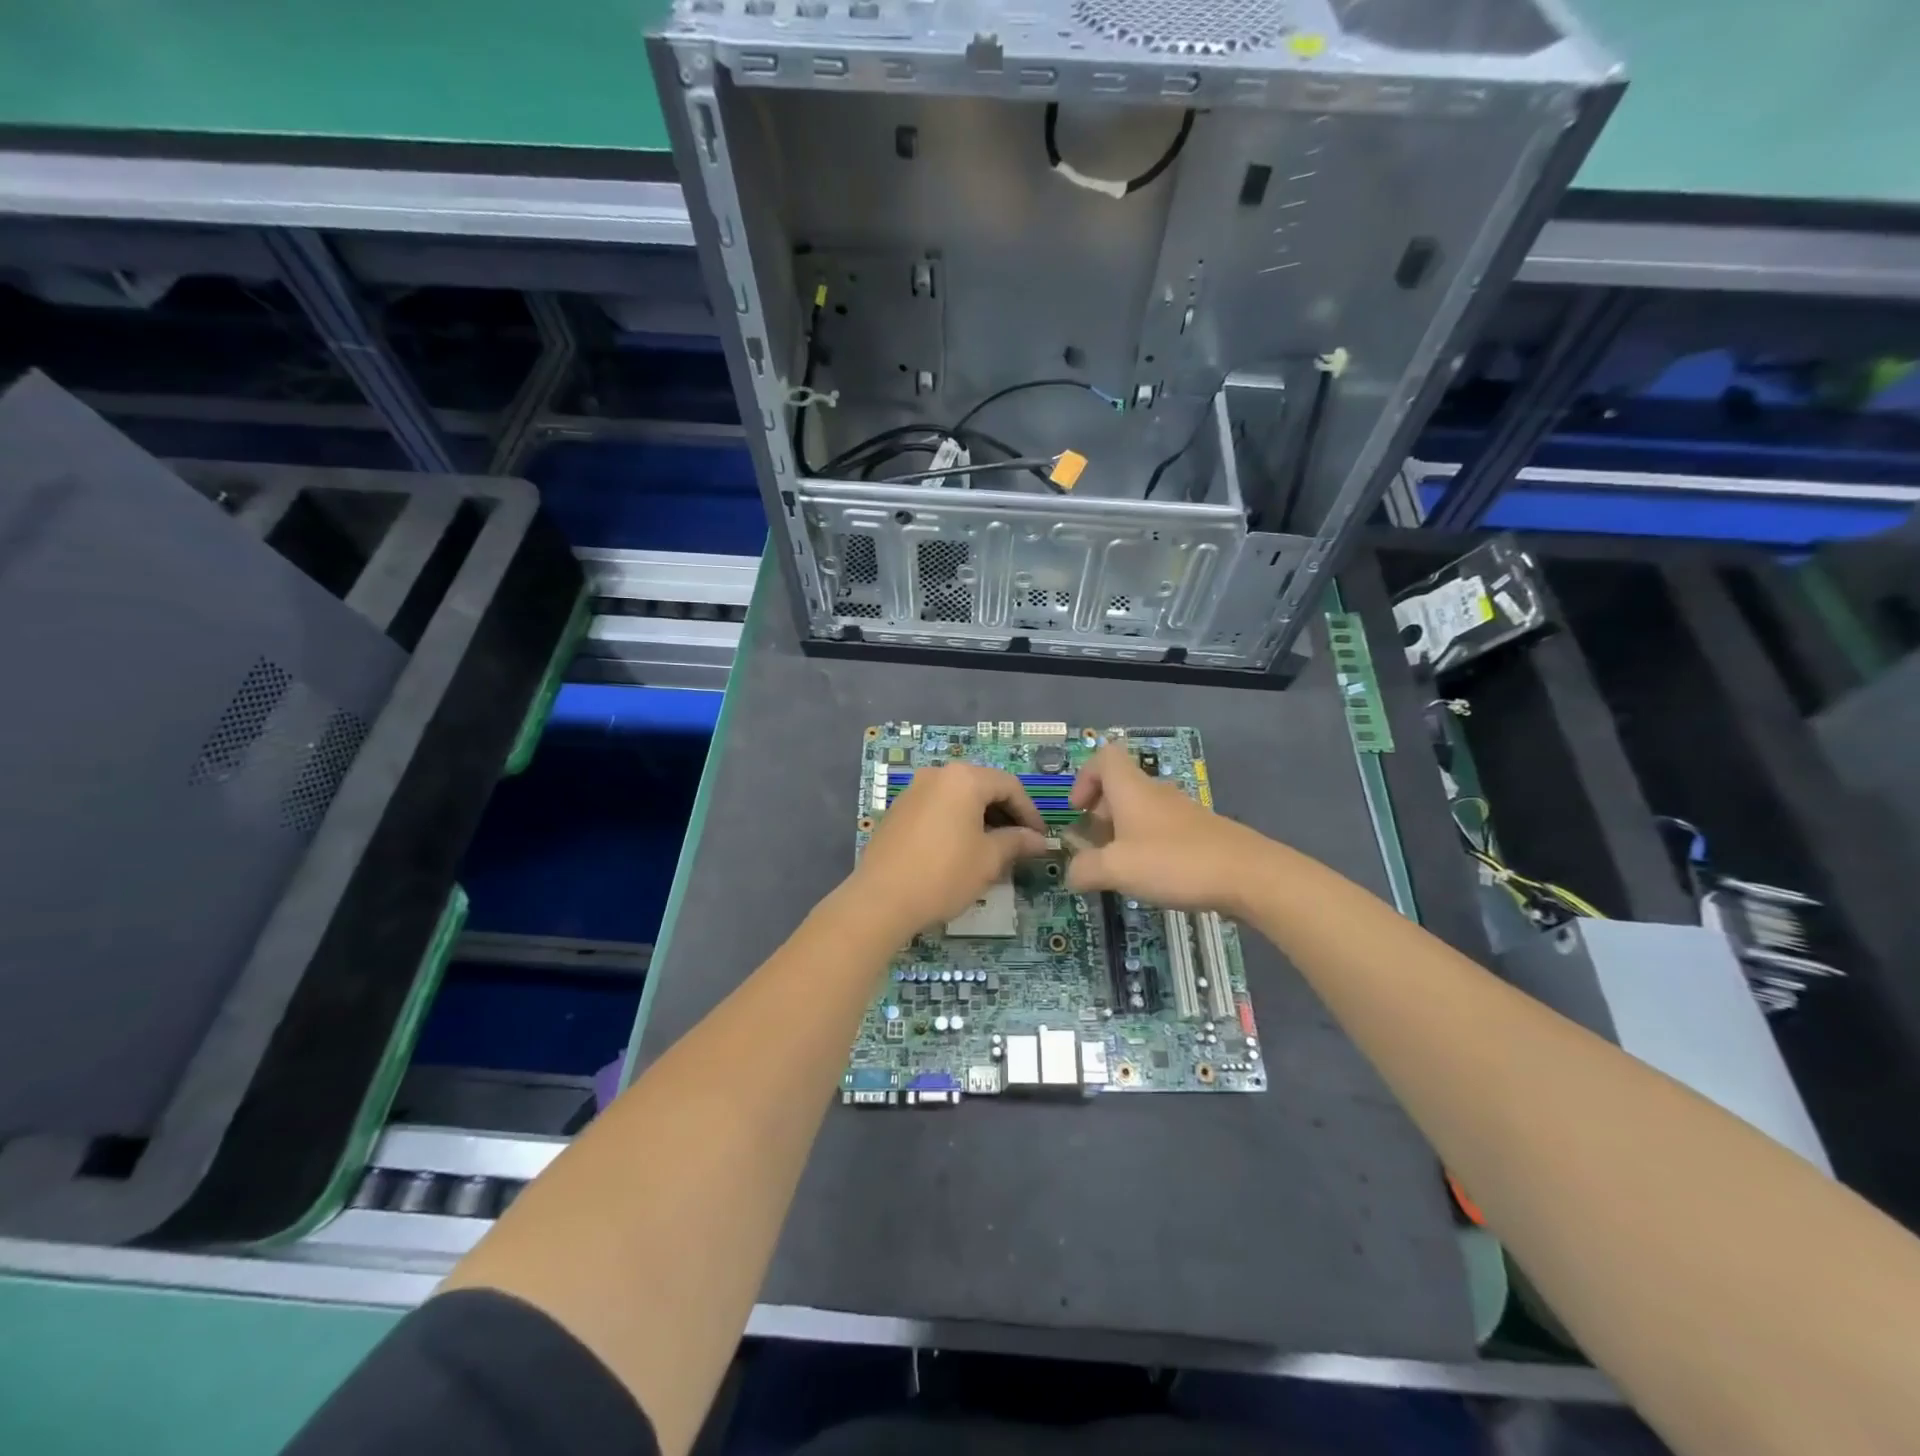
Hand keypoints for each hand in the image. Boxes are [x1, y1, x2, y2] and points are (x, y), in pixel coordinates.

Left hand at [851, 763, 1049, 939]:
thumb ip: (1016, 842)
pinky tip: (961, 851)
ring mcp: (913, 791)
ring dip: (981, 819)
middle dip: (1005, 814)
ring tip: (993, 851)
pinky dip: (956, 823)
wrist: (880, 899)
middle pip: (982, 787)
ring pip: (959, 798)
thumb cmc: (943, 874)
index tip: (1039, 839)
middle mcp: (937, 775)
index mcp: (963, 779)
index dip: (1029, 812)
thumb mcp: (988, 859)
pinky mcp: (898, 811)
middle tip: (1019, 844)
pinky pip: (938, 809)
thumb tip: (1039, 840)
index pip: (1009, 785)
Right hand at [1065, 745, 1269, 912]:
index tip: (1078, 810)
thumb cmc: (1175, 862)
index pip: (1104, 757)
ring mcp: (1182, 812)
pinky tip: (1153, 877)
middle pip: (1121, 786)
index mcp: (1132, 789)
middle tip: (1095, 846)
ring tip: (1121, 867)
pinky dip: (1148, 845)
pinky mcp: (1201, 833)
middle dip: (1101, 813)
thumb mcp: (1117, 870)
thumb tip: (1071, 873)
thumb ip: (1085, 870)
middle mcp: (1156, 793)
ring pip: (1142, 810)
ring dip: (1124, 832)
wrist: (1249, 875)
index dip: (1084, 777)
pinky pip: (1163, 829)